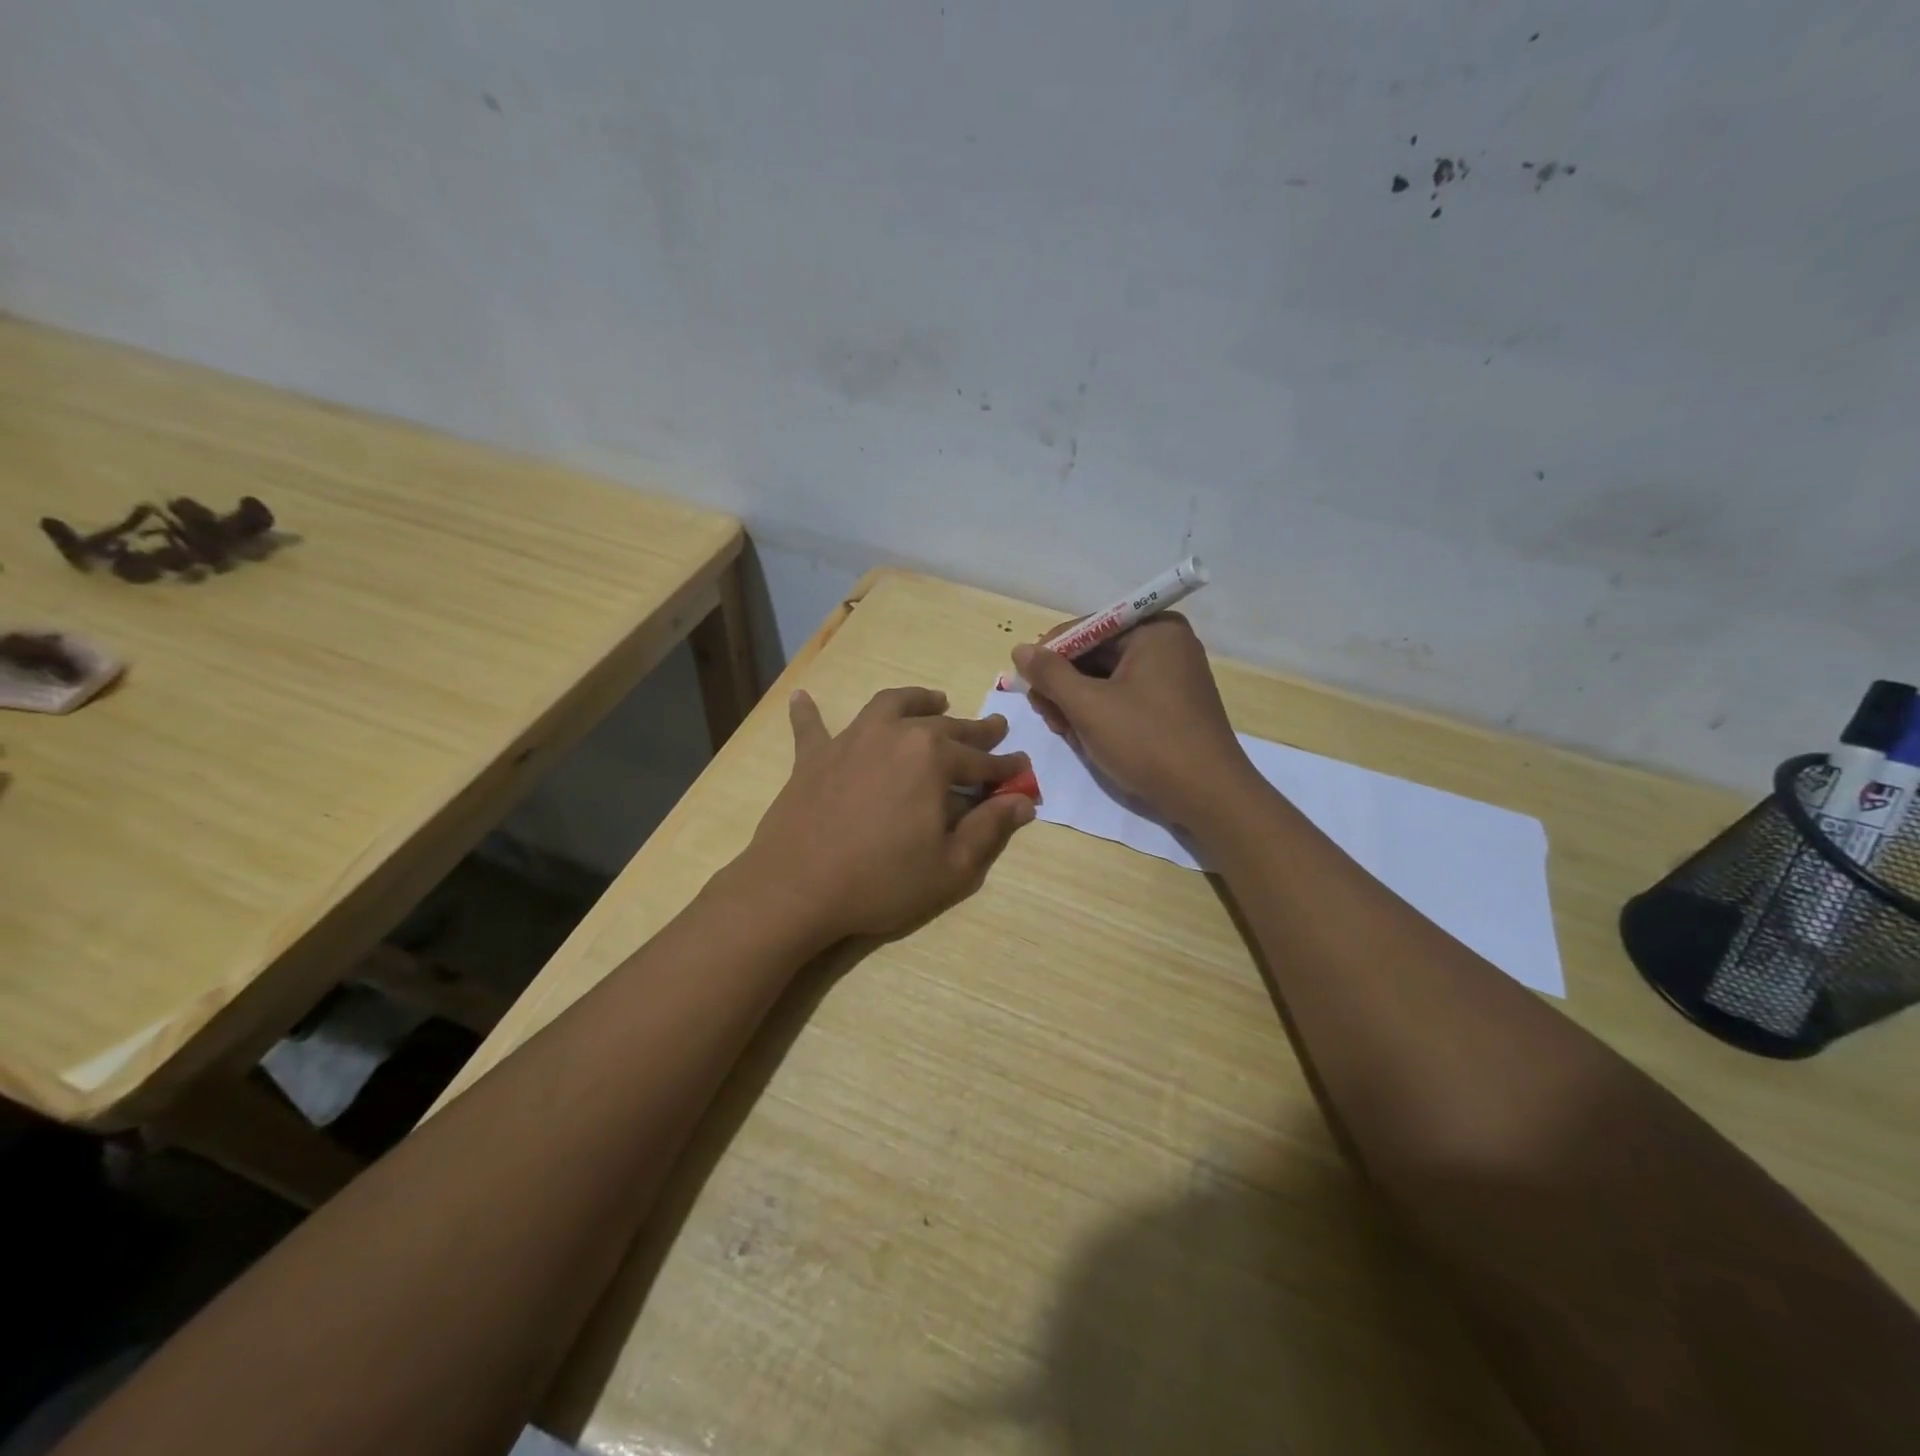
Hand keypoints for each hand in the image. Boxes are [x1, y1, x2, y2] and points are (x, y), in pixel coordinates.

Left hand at [736, 686, 1035, 946]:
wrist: (797, 887)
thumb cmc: (882, 880)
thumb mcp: (951, 866)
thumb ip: (989, 829)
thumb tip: (1023, 802)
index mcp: (933, 758)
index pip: (981, 761)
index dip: (1006, 768)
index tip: (1023, 768)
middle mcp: (895, 734)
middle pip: (944, 726)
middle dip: (974, 730)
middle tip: (994, 727)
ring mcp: (850, 739)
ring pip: (890, 706)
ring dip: (917, 700)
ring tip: (934, 699)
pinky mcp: (813, 755)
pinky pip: (812, 725)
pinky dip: (809, 711)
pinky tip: (803, 695)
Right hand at [1012, 615, 1256, 826]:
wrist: (1209, 797)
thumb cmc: (1148, 743)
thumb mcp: (1089, 707)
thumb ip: (1050, 674)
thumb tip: (1021, 649)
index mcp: (1153, 629)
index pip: (1085, 629)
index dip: (1050, 656)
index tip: (1028, 688)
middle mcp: (1166, 643)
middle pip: (1095, 653)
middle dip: (1065, 684)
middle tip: (1047, 716)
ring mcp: (1172, 674)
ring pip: (1106, 678)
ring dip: (1078, 702)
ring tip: (1065, 731)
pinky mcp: (1173, 704)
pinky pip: (1125, 696)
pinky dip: (1101, 713)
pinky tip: (1087, 737)